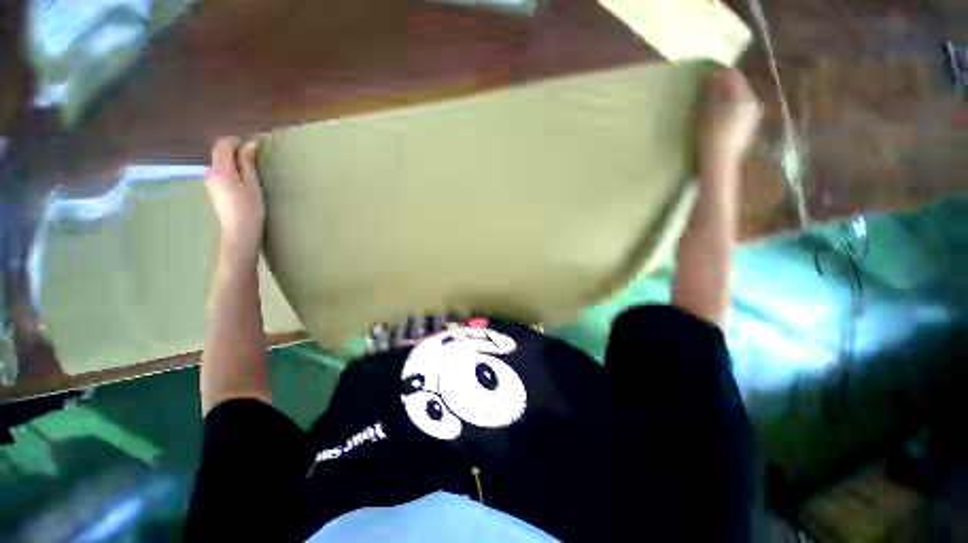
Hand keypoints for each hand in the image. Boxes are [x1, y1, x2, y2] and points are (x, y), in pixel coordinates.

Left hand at [205, 137, 264, 262]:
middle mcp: (210, 172)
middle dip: (238, 149)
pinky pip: (222, 171)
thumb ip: (248, 163)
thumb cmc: (249, 210)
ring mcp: (210, 181)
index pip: (223, 144)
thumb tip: (250, 144)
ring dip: (235, 159)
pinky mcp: (214, 189)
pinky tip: (245, 178)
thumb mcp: (252, 185)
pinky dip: (233, 168)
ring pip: (222, 161)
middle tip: (258, 155)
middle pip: (221, 151)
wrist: (238, 234)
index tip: (257, 143)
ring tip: (254, 167)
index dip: (239, 140)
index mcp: (219, 170)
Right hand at [697, 69, 761, 174]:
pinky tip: (716, 121)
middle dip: (722, 87)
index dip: (717, 74)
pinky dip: (727, 111)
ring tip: (708, 107)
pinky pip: (738, 112)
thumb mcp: (707, 111)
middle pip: (737, 87)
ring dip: (724, 100)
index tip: (702, 79)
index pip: (733, 75)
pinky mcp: (747, 129)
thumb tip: (712, 76)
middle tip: (704, 93)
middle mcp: (754, 103)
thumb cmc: (712, 137)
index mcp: (745, 97)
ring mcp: (752, 117)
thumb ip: (711, 91)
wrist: (720, 165)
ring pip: (738, 100)